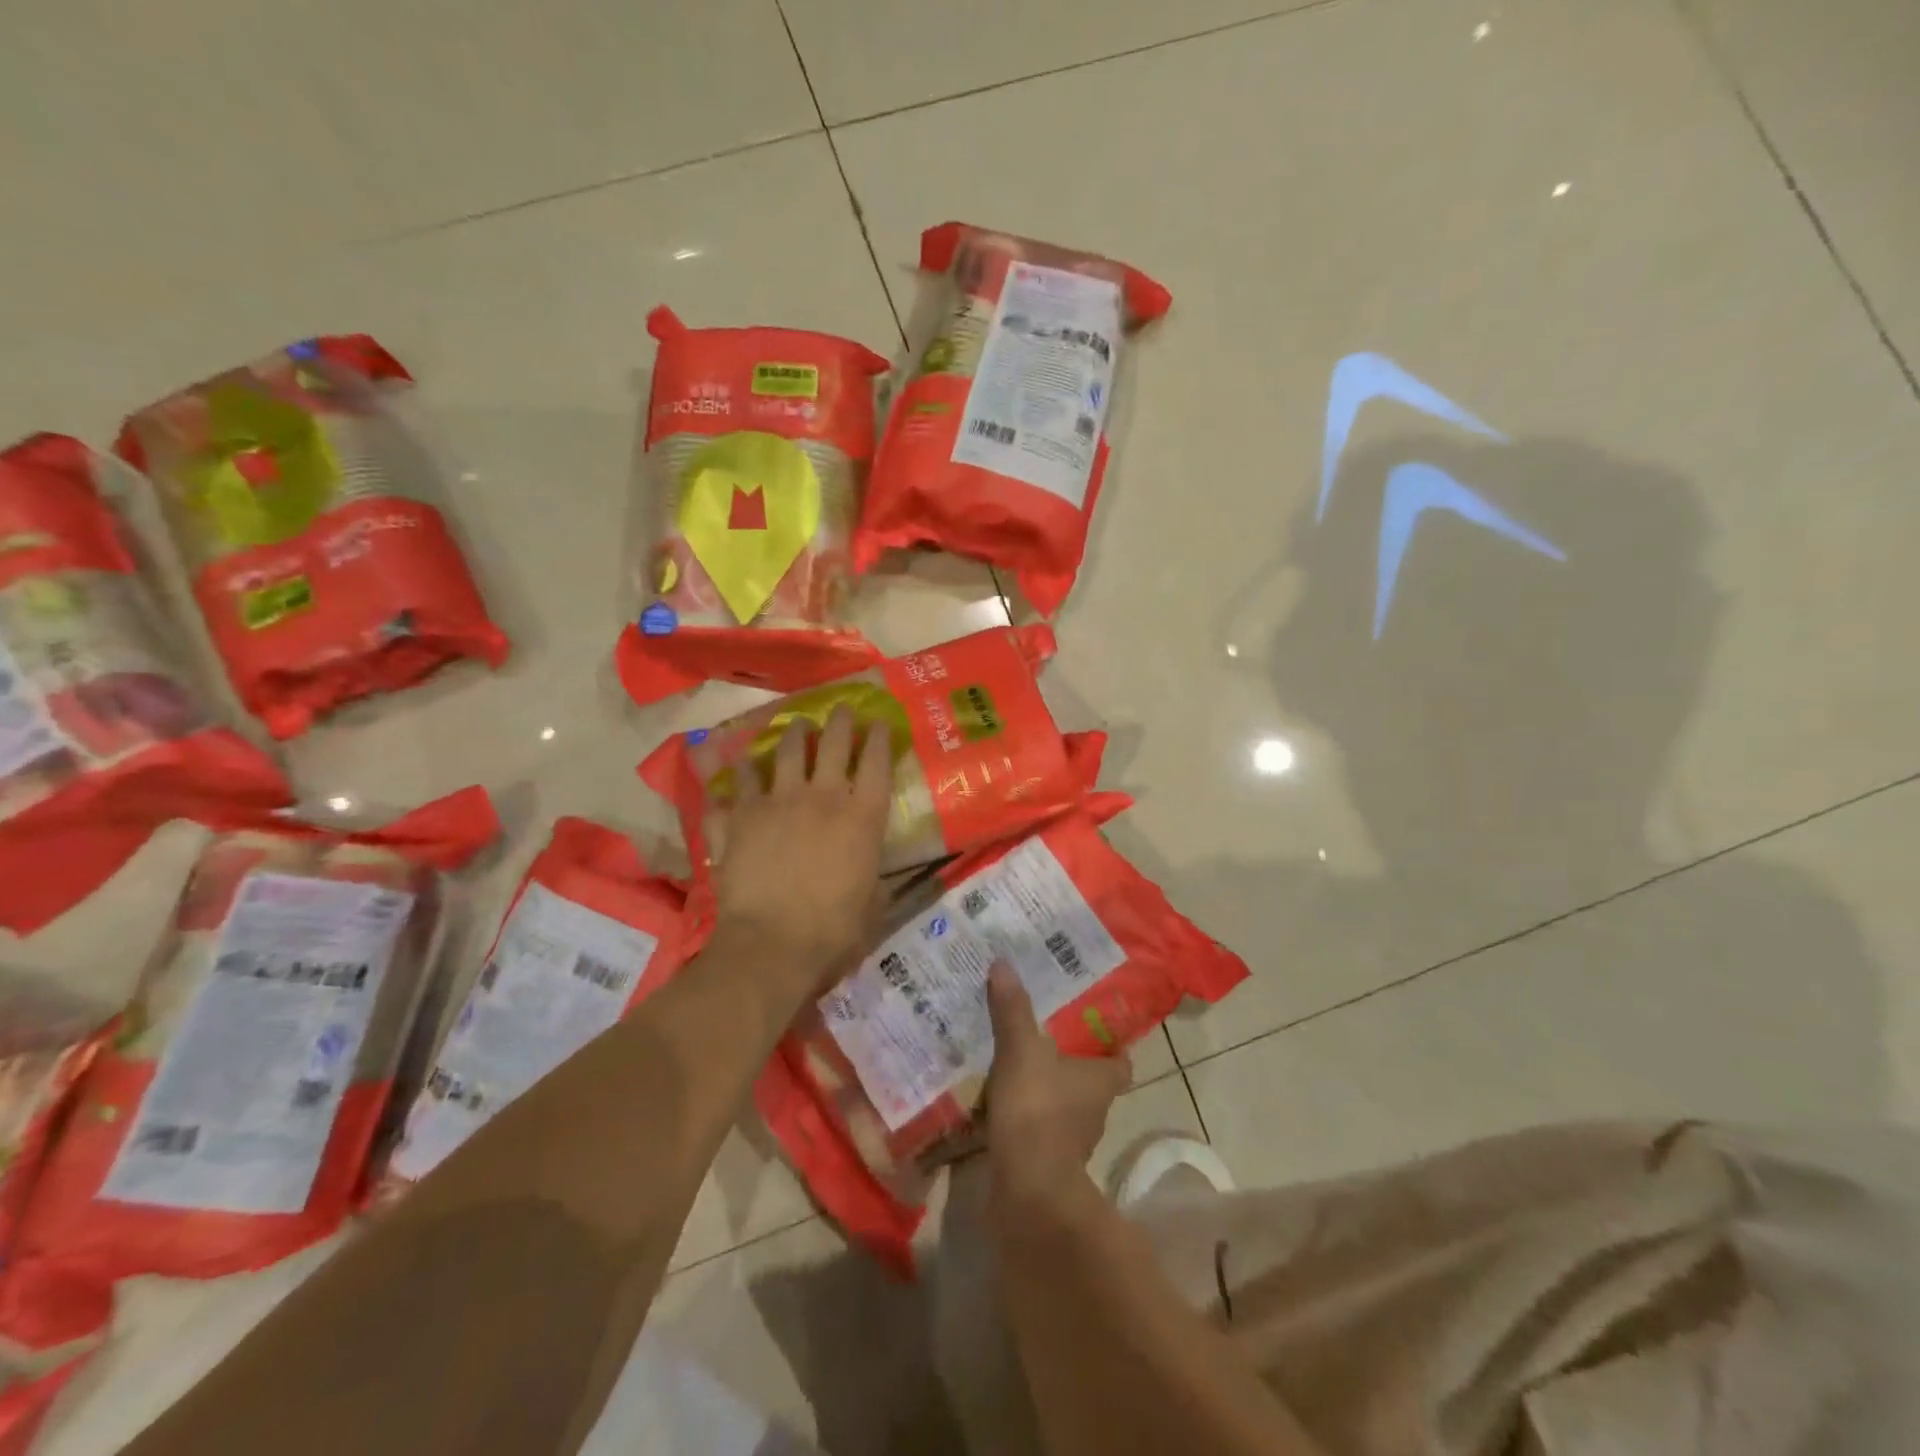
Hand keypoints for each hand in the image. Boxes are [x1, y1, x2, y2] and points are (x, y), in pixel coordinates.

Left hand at [706, 706, 892, 995]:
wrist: (772, 945)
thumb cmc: (834, 931)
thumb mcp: (872, 906)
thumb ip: (874, 881)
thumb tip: (875, 877)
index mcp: (862, 817)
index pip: (876, 761)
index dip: (879, 737)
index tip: (878, 722)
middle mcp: (822, 797)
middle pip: (833, 743)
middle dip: (839, 720)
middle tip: (840, 709)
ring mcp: (777, 802)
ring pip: (786, 751)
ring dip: (793, 734)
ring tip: (797, 726)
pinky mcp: (741, 817)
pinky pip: (736, 785)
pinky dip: (736, 773)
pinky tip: (735, 764)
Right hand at [985, 964, 1130, 1212]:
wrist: (1027, 1190)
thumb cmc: (1037, 1110)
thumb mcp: (1021, 1049)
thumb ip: (1013, 1009)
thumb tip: (1004, 963)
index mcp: (1099, 1081)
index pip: (1120, 1063)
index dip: (1113, 1049)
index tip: (1096, 1031)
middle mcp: (1093, 1111)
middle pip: (1090, 1084)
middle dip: (1071, 1065)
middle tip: (1044, 1037)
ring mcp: (1071, 1142)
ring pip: (1063, 1108)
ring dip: (1046, 1092)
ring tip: (1016, 1066)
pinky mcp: (1045, 1163)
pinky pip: (1037, 1131)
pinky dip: (1025, 1119)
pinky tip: (1000, 1103)